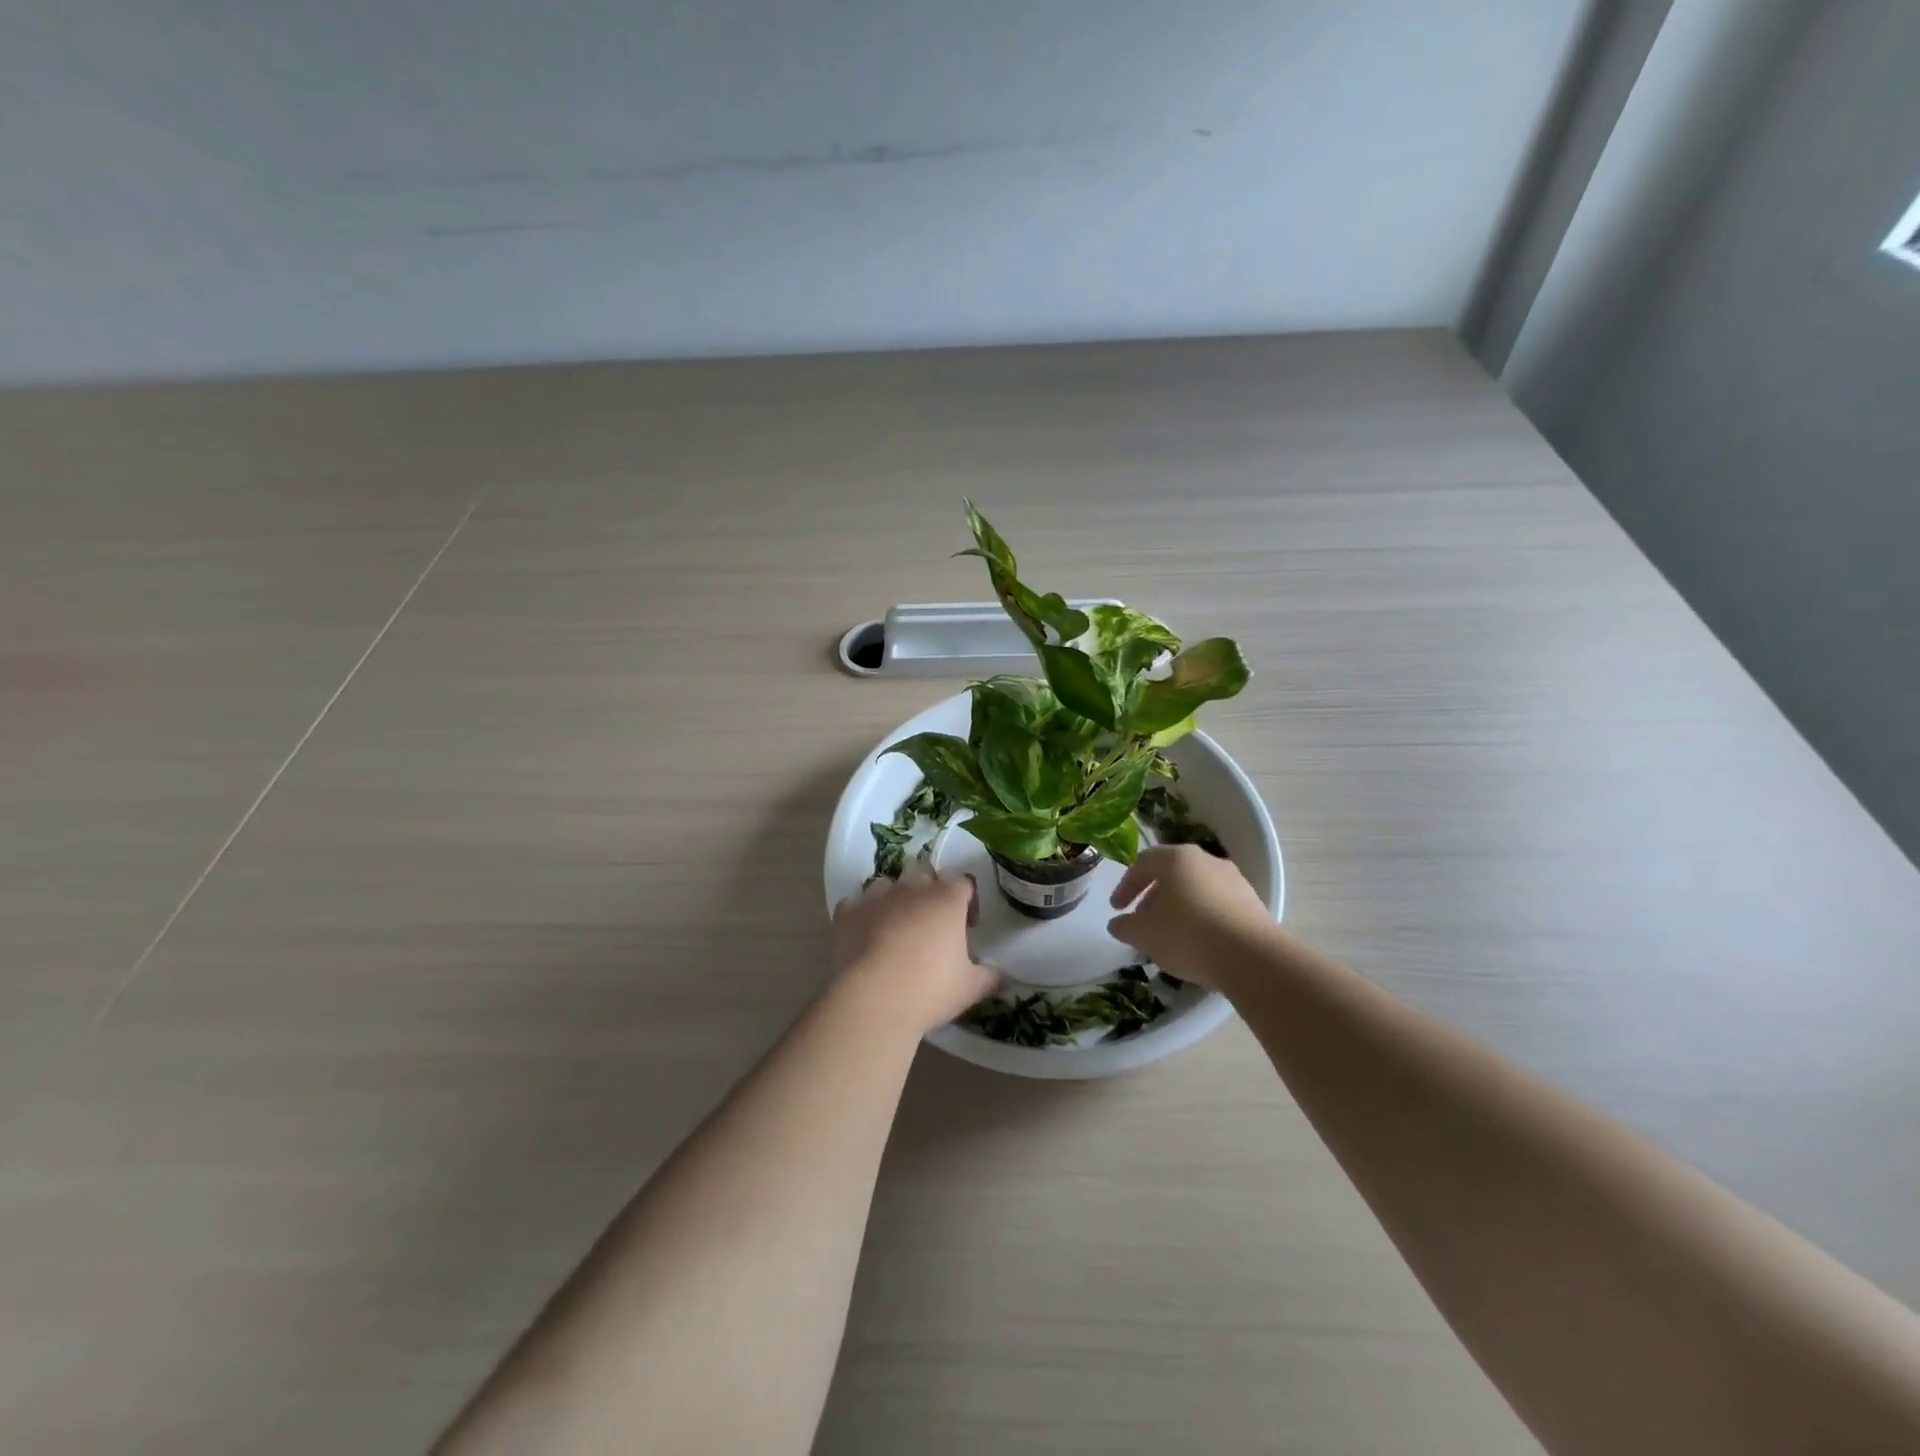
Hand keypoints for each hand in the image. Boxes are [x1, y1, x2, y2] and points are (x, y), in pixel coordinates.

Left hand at [830, 865, 998, 1032]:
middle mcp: (912, 888)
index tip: (967, 926)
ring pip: (888, 883)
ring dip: (894, 898)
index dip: (968, 900)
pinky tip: (865, 937)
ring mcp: (876, 896)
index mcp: (947, 898)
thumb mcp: (969, 988)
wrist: (873, 999)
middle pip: (923, 871)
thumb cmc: (930, 989)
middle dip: (929, 889)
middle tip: (931, 921)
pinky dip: (863, 914)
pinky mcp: (847, 911)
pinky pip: (857, 903)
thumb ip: (990, 978)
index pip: (963, 882)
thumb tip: (1004, 979)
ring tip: (896, 927)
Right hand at [1107, 845, 1273, 988]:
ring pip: (1196, 889)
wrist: (1252, 958)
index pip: (1143, 863)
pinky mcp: (1252, 903)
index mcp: (1177, 858)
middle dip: (1152, 897)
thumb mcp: (1145, 934)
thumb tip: (1117, 923)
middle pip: (1172, 874)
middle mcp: (1207, 860)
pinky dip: (1201, 918)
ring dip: (1178, 907)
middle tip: (1141, 921)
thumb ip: (1125, 926)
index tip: (1116, 908)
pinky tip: (1197, 943)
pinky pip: (1217, 905)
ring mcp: (1234, 880)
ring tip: (1169, 936)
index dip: (1125, 885)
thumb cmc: (1188, 934)